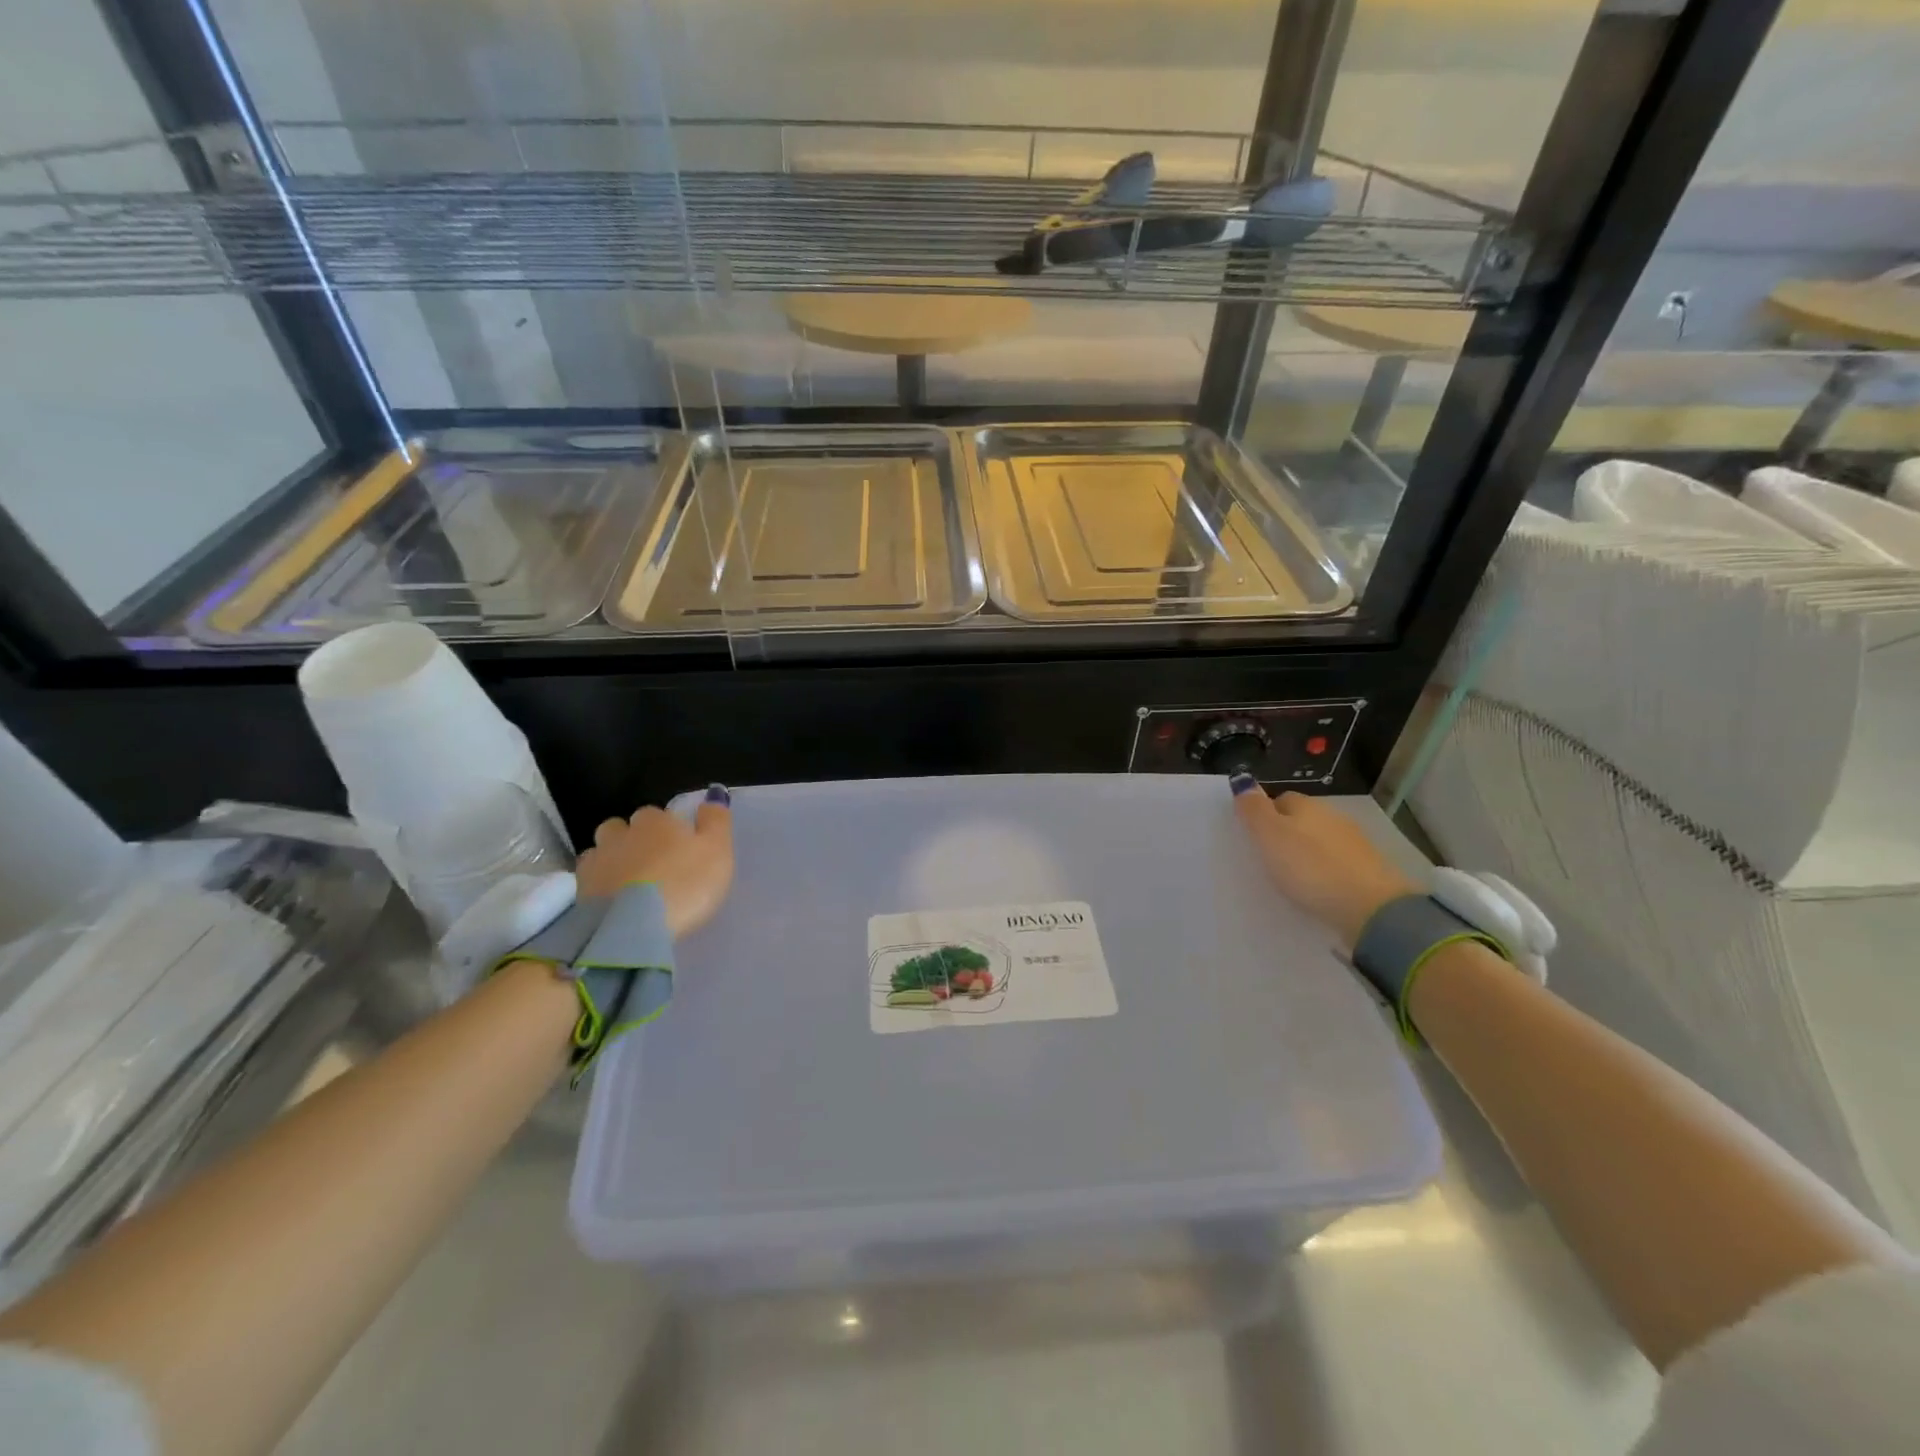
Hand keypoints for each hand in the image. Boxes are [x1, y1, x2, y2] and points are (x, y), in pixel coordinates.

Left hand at [576, 786, 733, 938]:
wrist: (633, 929)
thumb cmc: (685, 884)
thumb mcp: (717, 850)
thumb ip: (716, 821)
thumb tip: (713, 795)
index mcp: (655, 821)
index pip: (657, 813)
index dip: (667, 829)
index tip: (678, 848)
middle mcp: (621, 833)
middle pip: (622, 828)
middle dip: (633, 839)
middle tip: (652, 864)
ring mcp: (596, 861)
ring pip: (601, 851)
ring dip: (612, 859)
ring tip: (629, 882)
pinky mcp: (579, 891)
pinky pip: (588, 879)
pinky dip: (599, 884)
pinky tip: (612, 899)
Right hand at [1232, 780, 1417, 950]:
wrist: (1371, 906)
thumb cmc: (1310, 867)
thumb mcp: (1270, 836)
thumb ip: (1254, 809)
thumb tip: (1242, 778)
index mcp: (1307, 806)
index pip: (1282, 799)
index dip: (1266, 814)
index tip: (1255, 837)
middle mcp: (1333, 817)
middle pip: (1304, 819)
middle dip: (1288, 833)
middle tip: (1271, 858)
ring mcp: (1355, 843)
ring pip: (1323, 841)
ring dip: (1309, 853)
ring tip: (1294, 876)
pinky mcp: (1370, 870)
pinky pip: (1339, 863)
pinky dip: (1327, 871)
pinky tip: (1320, 887)